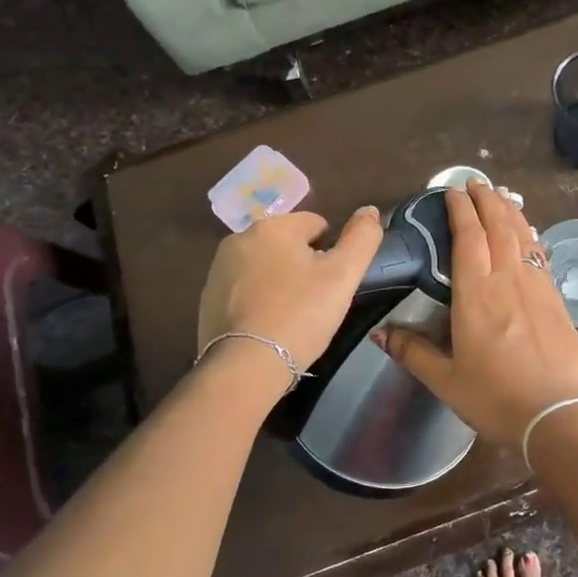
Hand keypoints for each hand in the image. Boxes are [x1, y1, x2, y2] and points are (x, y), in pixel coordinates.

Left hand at [197, 208, 384, 370]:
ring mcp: (219, 269)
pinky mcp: (207, 298)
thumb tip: (370, 210)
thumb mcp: (343, 275)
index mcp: (272, 227)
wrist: (246, 366)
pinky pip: (245, 289)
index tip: (331, 283)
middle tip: (315, 301)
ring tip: (291, 315)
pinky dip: (259, 300)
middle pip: (288, 244)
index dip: (331, 252)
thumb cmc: (300, 315)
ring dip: (281, 281)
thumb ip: (362, 237)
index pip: (316, 224)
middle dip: (303, 265)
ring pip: (266, 266)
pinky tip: (268, 325)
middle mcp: (239, 239)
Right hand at [376, 181, 577, 447]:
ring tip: (501, 195)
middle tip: (476, 182)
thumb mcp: (446, 380)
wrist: (559, 414)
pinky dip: (531, 236)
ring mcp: (537, 287)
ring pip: (523, 236)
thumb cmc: (496, 398)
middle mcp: (508, 280)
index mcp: (476, 294)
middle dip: (486, 200)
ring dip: (510, 211)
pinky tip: (529, 234)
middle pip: (498, 227)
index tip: (452, 190)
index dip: (460, 210)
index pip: (468, 238)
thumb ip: (413, 352)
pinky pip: (540, 255)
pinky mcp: (556, 300)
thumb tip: (381, 333)